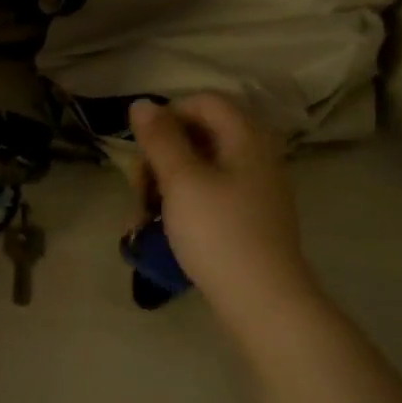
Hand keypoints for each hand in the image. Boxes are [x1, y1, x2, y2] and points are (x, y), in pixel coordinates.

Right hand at [129, 95, 316, 326]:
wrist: (262, 300)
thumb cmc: (218, 232)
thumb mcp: (181, 181)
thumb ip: (160, 139)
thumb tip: (141, 103)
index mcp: (246, 138)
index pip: (204, 102)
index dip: (168, 116)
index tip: (141, 149)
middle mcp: (256, 157)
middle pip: (199, 136)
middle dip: (160, 158)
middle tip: (139, 190)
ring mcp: (254, 190)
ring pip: (199, 171)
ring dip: (165, 186)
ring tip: (143, 219)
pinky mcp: (248, 219)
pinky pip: (209, 197)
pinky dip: (183, 206)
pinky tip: (163, 230)